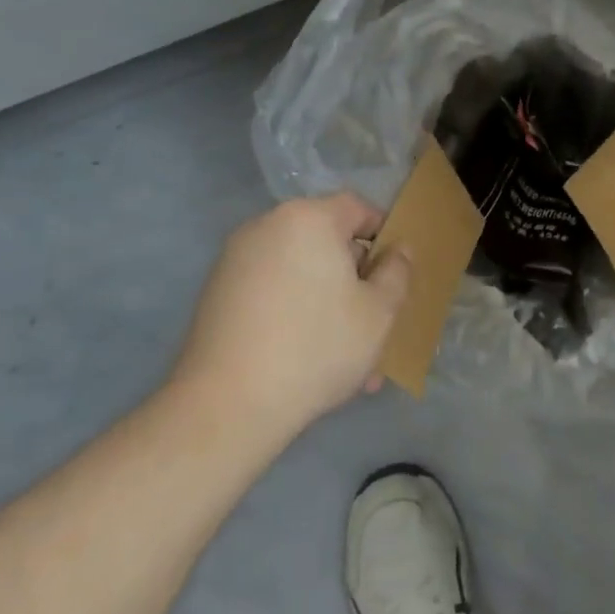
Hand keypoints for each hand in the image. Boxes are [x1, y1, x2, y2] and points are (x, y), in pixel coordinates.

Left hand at [167, 194, 410, 445]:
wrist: (227, 405)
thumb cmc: (317, 347)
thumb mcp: (379, 312)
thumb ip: (397, 272)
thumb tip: (397, 250)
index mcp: (309, 218)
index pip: (358, 208)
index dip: (384, 235)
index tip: (395, 274)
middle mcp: (268, 226)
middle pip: (326, 240)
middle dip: (354, 278)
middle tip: (374, 322)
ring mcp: (236, 259)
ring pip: (300, 271)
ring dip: (327, 302)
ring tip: (345, 354)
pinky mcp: (217, 293)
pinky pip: (272, 291)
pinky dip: (293, 312)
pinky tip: (306, 359)